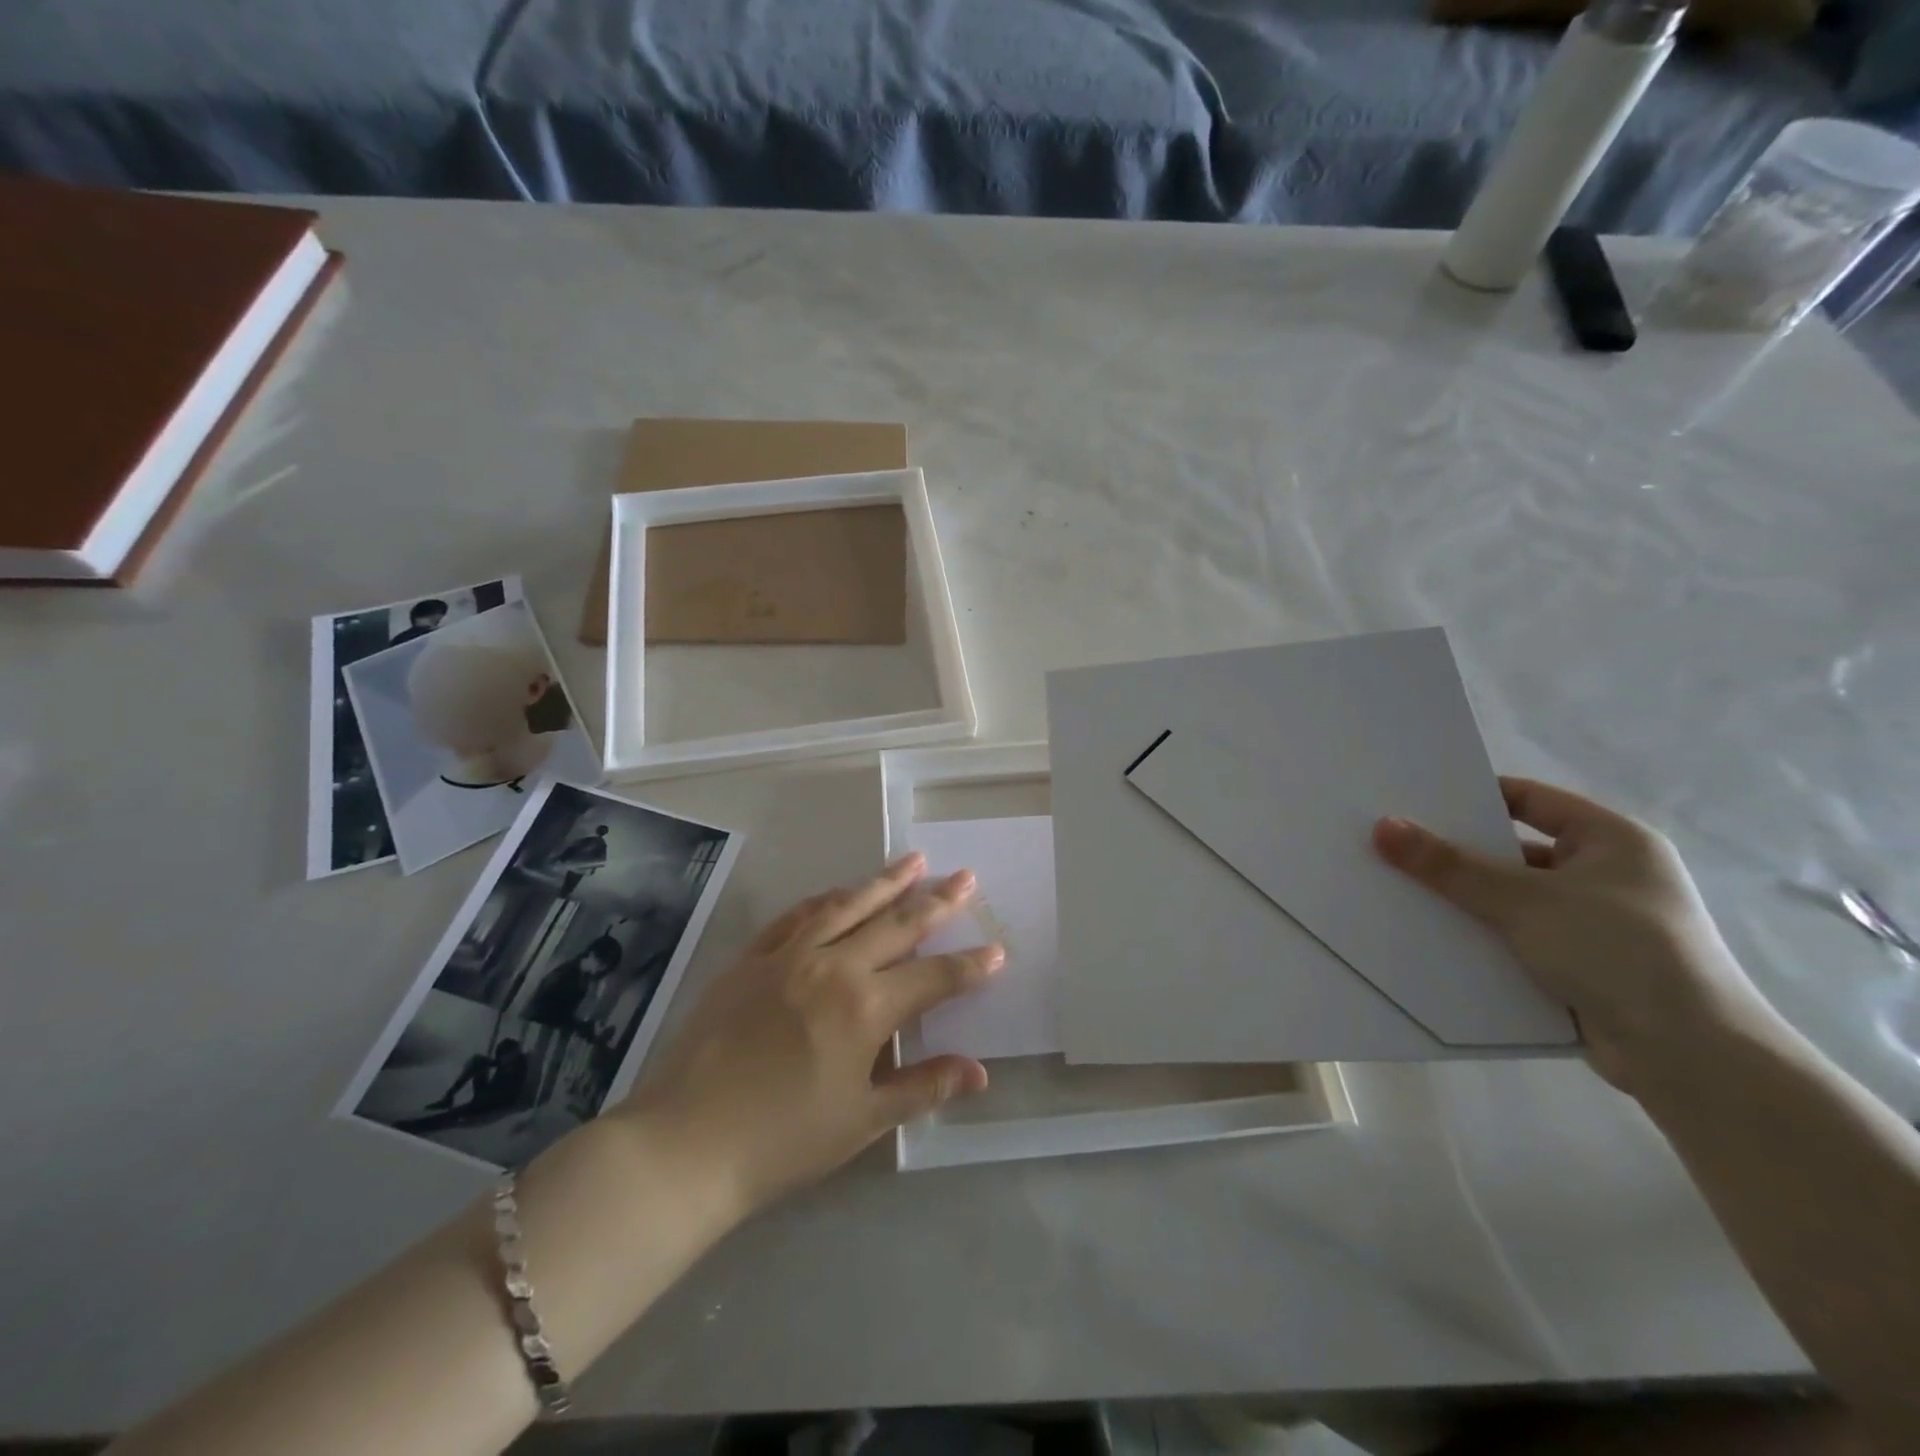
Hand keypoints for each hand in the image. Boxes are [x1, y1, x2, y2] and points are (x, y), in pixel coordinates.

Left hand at [623, 853, 1002, 1212]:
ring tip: (914, 861)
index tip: (997, 950)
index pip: (934, 977)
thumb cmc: (783, 1141)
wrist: (686, 1142)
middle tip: (965, 878)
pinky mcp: (751, 958)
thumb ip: (923, 1087)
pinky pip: (795, 916)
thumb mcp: (863, 1120)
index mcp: (866, 1007)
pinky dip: (824, 900)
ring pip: (848, 906)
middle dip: (938, 902)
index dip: (970, 966)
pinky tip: (839, 892)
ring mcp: (788, 956)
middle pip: (897, 925)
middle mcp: (834, 966)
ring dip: (885, 882)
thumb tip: (979, 1072)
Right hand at [1373, 777, 1774, 1092]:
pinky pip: (1518, 938)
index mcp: (1612, 840)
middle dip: (1458, 854)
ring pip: (1513, 898)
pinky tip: (1435, 938)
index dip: (1473, 797)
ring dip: (1466, 900)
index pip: (1529, 799)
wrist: (1692, 1059)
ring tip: (1402, 892)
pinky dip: (1483, 937)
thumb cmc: (1618, 952)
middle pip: (1514, 851)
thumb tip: (1384, 827)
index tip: (1414, 802)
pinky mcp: (1583, 966)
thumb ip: (1450, 865)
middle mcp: (1608, 875)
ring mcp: (1597, 923)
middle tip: (1395, 847)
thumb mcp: (1524, 900)